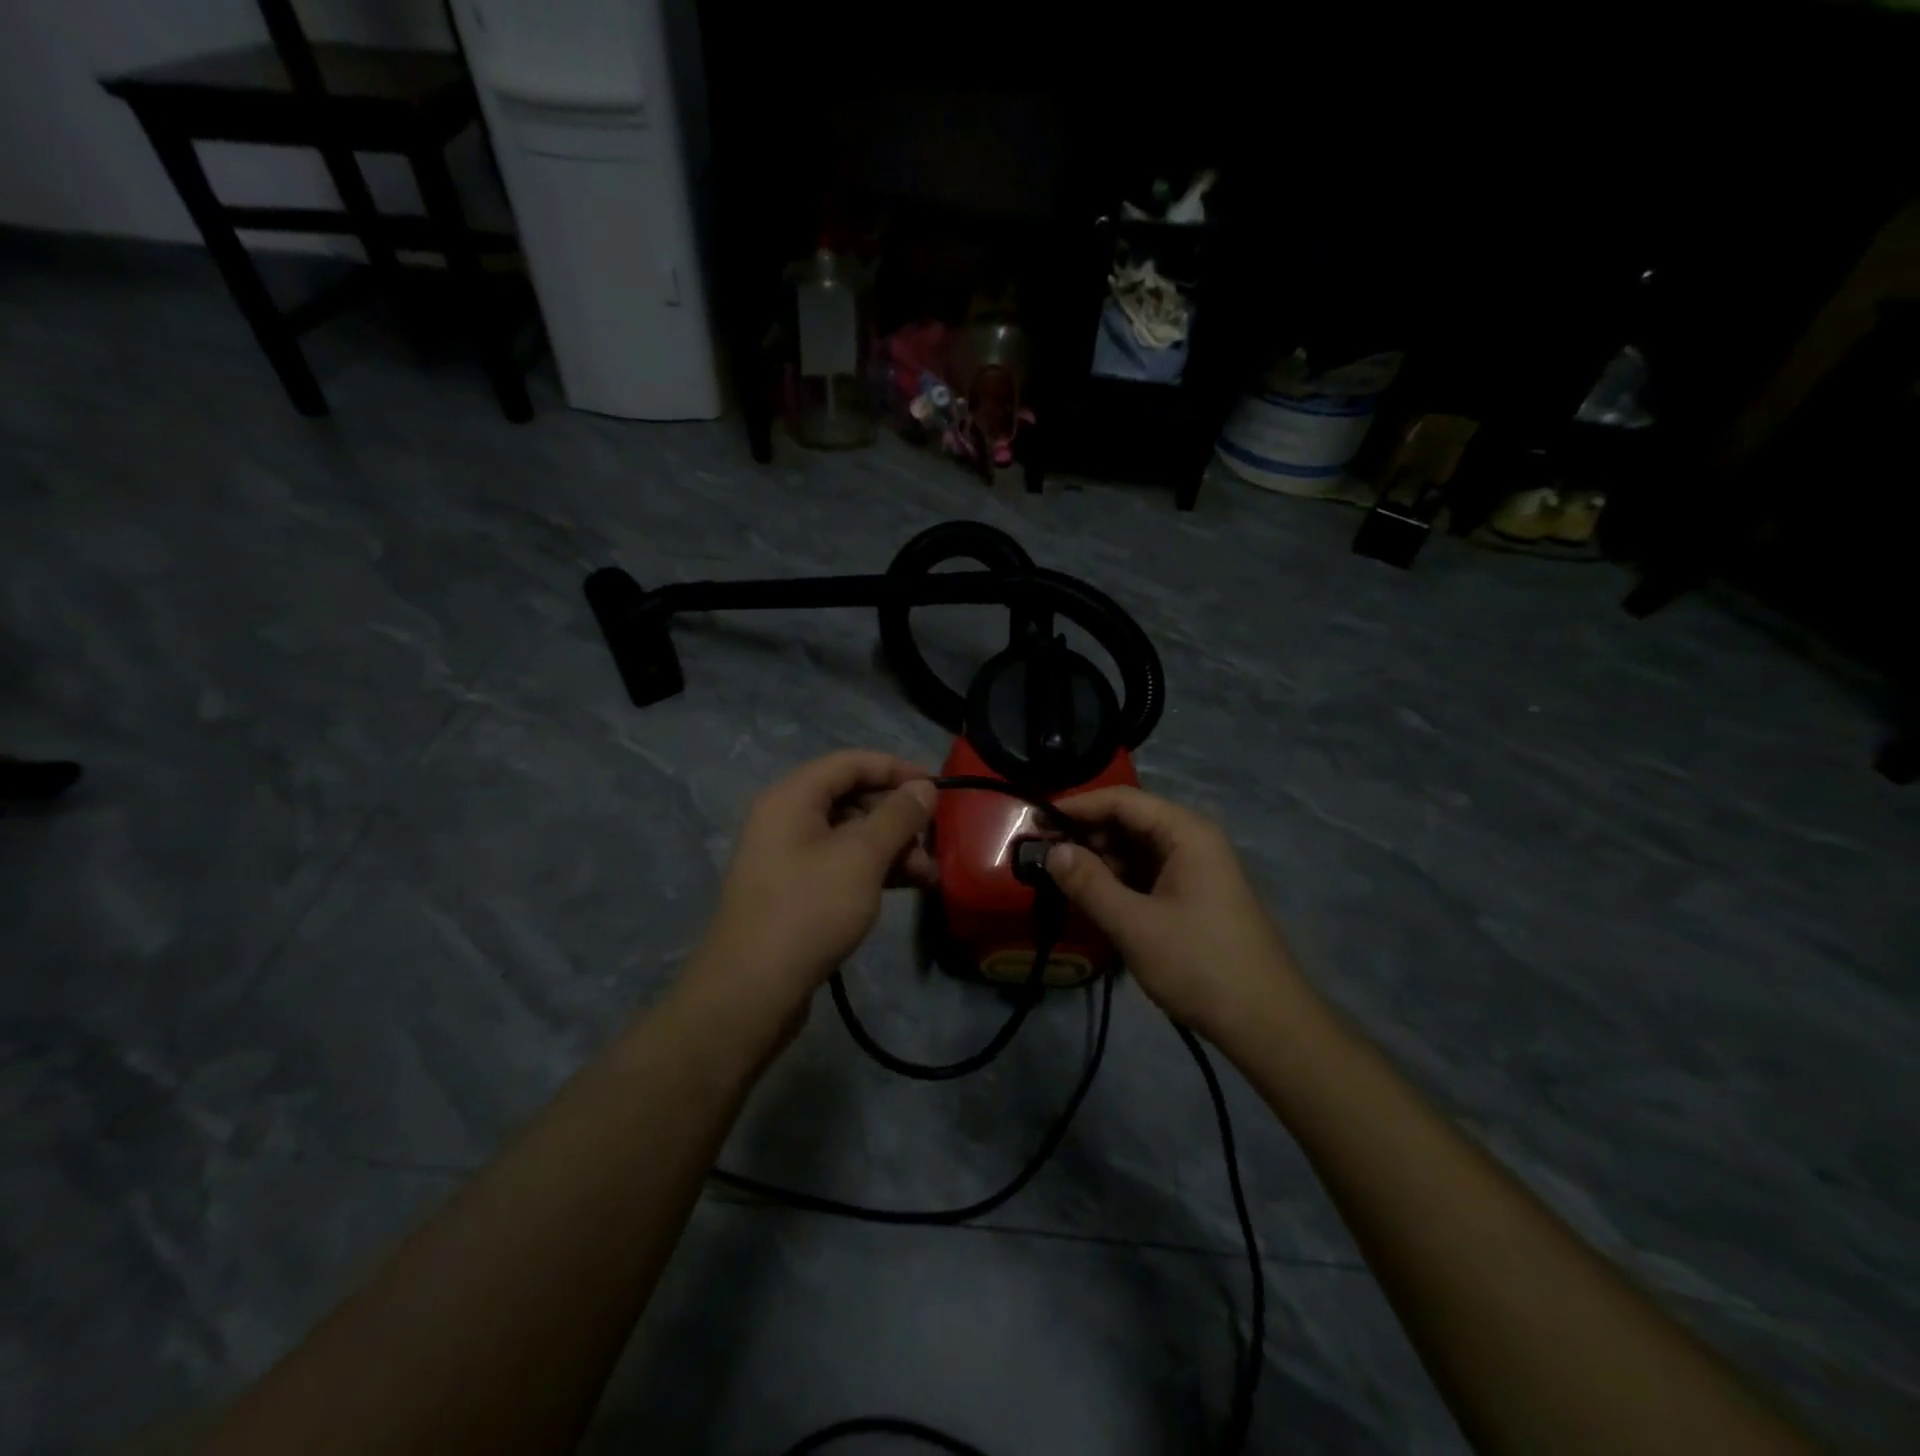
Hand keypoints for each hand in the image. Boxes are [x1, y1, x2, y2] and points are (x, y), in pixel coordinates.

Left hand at [683, 751, 935, 1031]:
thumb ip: (897, 816)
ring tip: (925, 876)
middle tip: (933, 844)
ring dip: (891, 848)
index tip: (937, 788)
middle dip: (898, 817)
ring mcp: (787, 856)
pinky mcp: (794, 890)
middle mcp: (785, 818)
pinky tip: (903, 888)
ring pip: (849, 835)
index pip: (851, 762)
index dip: (897, 769)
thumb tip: (923, 788)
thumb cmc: (810, 909)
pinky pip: (839, 863)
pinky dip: (872, 870)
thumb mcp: (862, 856)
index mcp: (793, 797)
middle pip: (851, 797)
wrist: (751, 990)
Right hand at [1047, 786, 1304, 1040]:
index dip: (1077, 806)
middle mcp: (1193, 841)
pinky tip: (1093, 897)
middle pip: (1130, 821)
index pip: (1122, 800)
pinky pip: (1147, 874)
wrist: (1266, 1022)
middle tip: (1041, 853)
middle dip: (1085, 834)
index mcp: (1186, 833)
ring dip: (1099, 859)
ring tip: (1059, 876)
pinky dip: (1118, 880)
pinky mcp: (1193, 896)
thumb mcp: (1135, 925)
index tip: (1035, 822)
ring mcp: (1195, 869)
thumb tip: (1051, 851)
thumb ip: (1089, 884)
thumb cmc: (1200, 964)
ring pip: (1136, 849)